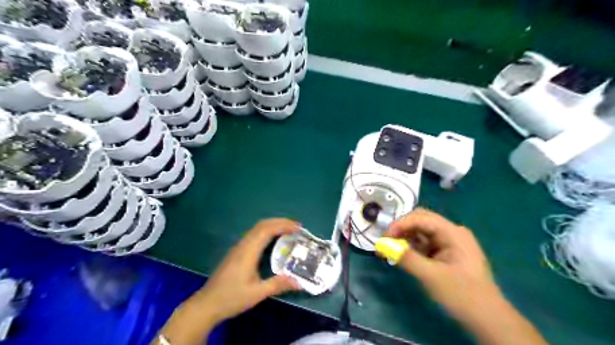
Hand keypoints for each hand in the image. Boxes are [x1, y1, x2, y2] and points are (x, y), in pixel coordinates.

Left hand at [157, 218, 301, 344]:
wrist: (206, 304)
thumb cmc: (232, 298)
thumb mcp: (257, 293)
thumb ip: (278, 285)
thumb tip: (299, 282)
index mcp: (248, 251)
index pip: (267, 230)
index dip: (283, 225)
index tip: (298, 228)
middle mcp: (243, 245)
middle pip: (262, 225)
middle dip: (280, 222)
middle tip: (296, 227)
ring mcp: (238, 248)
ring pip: (257, 229)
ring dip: (273, 225)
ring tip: (288, 230)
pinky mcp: (236, 252)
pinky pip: (253, 234)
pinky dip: (266, 231)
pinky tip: (273, 240)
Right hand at [385, 208, 501, 319]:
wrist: (488, 320)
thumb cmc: (462, 295)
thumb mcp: (431, 276)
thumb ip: (406, 258)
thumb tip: (382, 245)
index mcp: (453, 232)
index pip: (421, 217)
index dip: (400, 224)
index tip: (384, 237)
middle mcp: (452, 232)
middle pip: (421, 221)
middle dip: (402, 229)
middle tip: (386, 241)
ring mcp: (450, 243)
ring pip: (421, 232)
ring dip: (405, 238)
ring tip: (390, 249)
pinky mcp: (447, 254)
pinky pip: (425, 244)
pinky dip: (412, 248)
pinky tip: (402, 256)